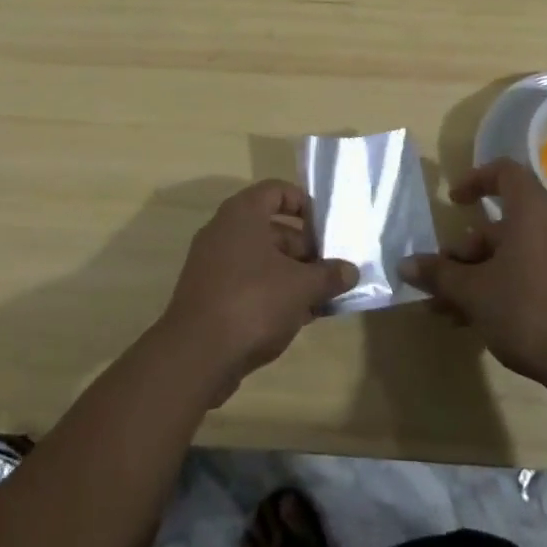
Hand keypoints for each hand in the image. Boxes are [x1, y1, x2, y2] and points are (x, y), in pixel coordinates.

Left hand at [159, 179, 357, 398]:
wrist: (196, 355)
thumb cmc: (253, 302)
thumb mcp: (302, 287)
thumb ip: (329, 275)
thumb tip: (351, 271)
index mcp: (242, 214)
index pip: (277, 191)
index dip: (304, 204)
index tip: (326, 227)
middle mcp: (223, 231)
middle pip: (272, 228)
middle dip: (305, 248)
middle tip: (331, 269)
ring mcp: (212, 264)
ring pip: (261, 259)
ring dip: (292, 274)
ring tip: (321, 297)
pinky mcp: (209, 295)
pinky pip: (247, 282)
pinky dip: (272, 292)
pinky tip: (298, 317)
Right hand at [399, 159, 546, 387]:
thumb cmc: (527, 310)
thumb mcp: (473, 292)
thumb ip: (439, 274)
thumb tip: (405, 265)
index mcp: (531, 212)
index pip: (504, 172)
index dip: (475, 179)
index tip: (453, 202)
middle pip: (499, 225)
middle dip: (464, 252)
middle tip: (440, 278)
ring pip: (509, 256)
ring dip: (474, 277)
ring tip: (445, 310)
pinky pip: (526, 275)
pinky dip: (498, 289)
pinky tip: (471, 322)